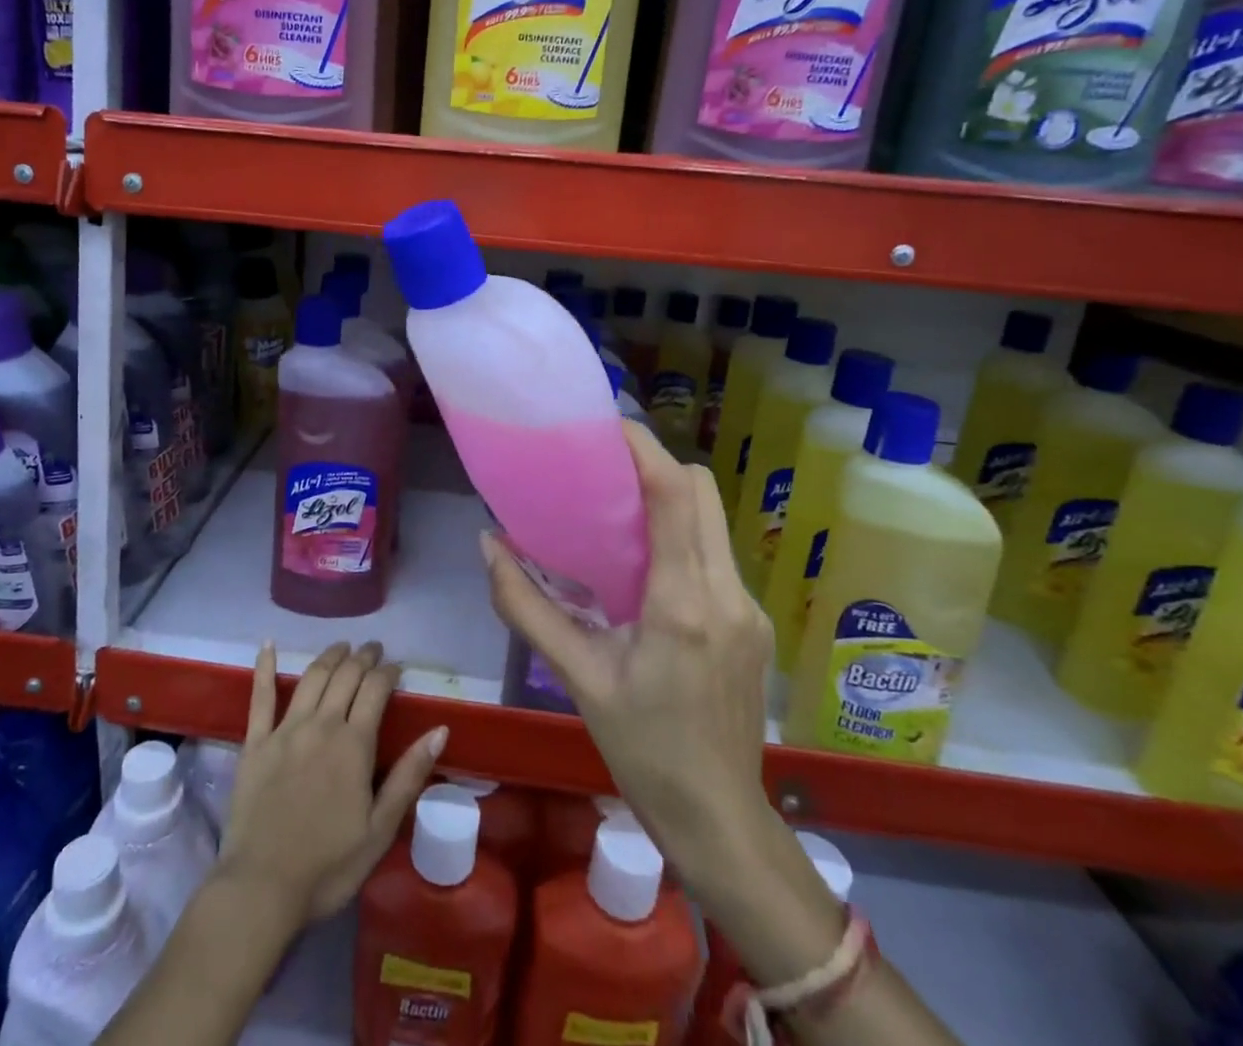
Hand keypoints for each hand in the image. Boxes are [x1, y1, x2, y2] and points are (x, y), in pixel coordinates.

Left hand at [216, 640, 445, 924]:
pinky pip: (260, 697)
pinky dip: (264, 667)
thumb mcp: (380, 829)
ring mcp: (285, 730)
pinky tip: (267, 645)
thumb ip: (409, 775)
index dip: (388, 671)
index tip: (396, 666)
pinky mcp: (255, 743)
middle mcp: (321, 725)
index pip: (376, 689)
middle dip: (362, 657)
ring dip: (329, 656)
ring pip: (312, 677)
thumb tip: (440, 730)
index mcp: (354, 744)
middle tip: (372, 649)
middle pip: (345, 676)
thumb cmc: (328, 866)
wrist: (261, 889)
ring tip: (341, 647)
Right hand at [484, 419, 778, 881]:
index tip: (607, 426)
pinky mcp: (755, 621)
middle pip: (703, 492)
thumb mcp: (577, 677)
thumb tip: (488, 545)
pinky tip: (648, 566)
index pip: (674, 496)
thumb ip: (525, 607)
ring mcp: (749, 607)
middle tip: (605, 468)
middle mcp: (726, 593)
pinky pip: (718, 553)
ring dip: (671, 499)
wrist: (717, 817)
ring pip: (714, 519)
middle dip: (657, 465)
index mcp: (681, 603)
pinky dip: (684, 536)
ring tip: (620, 510)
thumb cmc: (641, 748)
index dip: (644, 449)